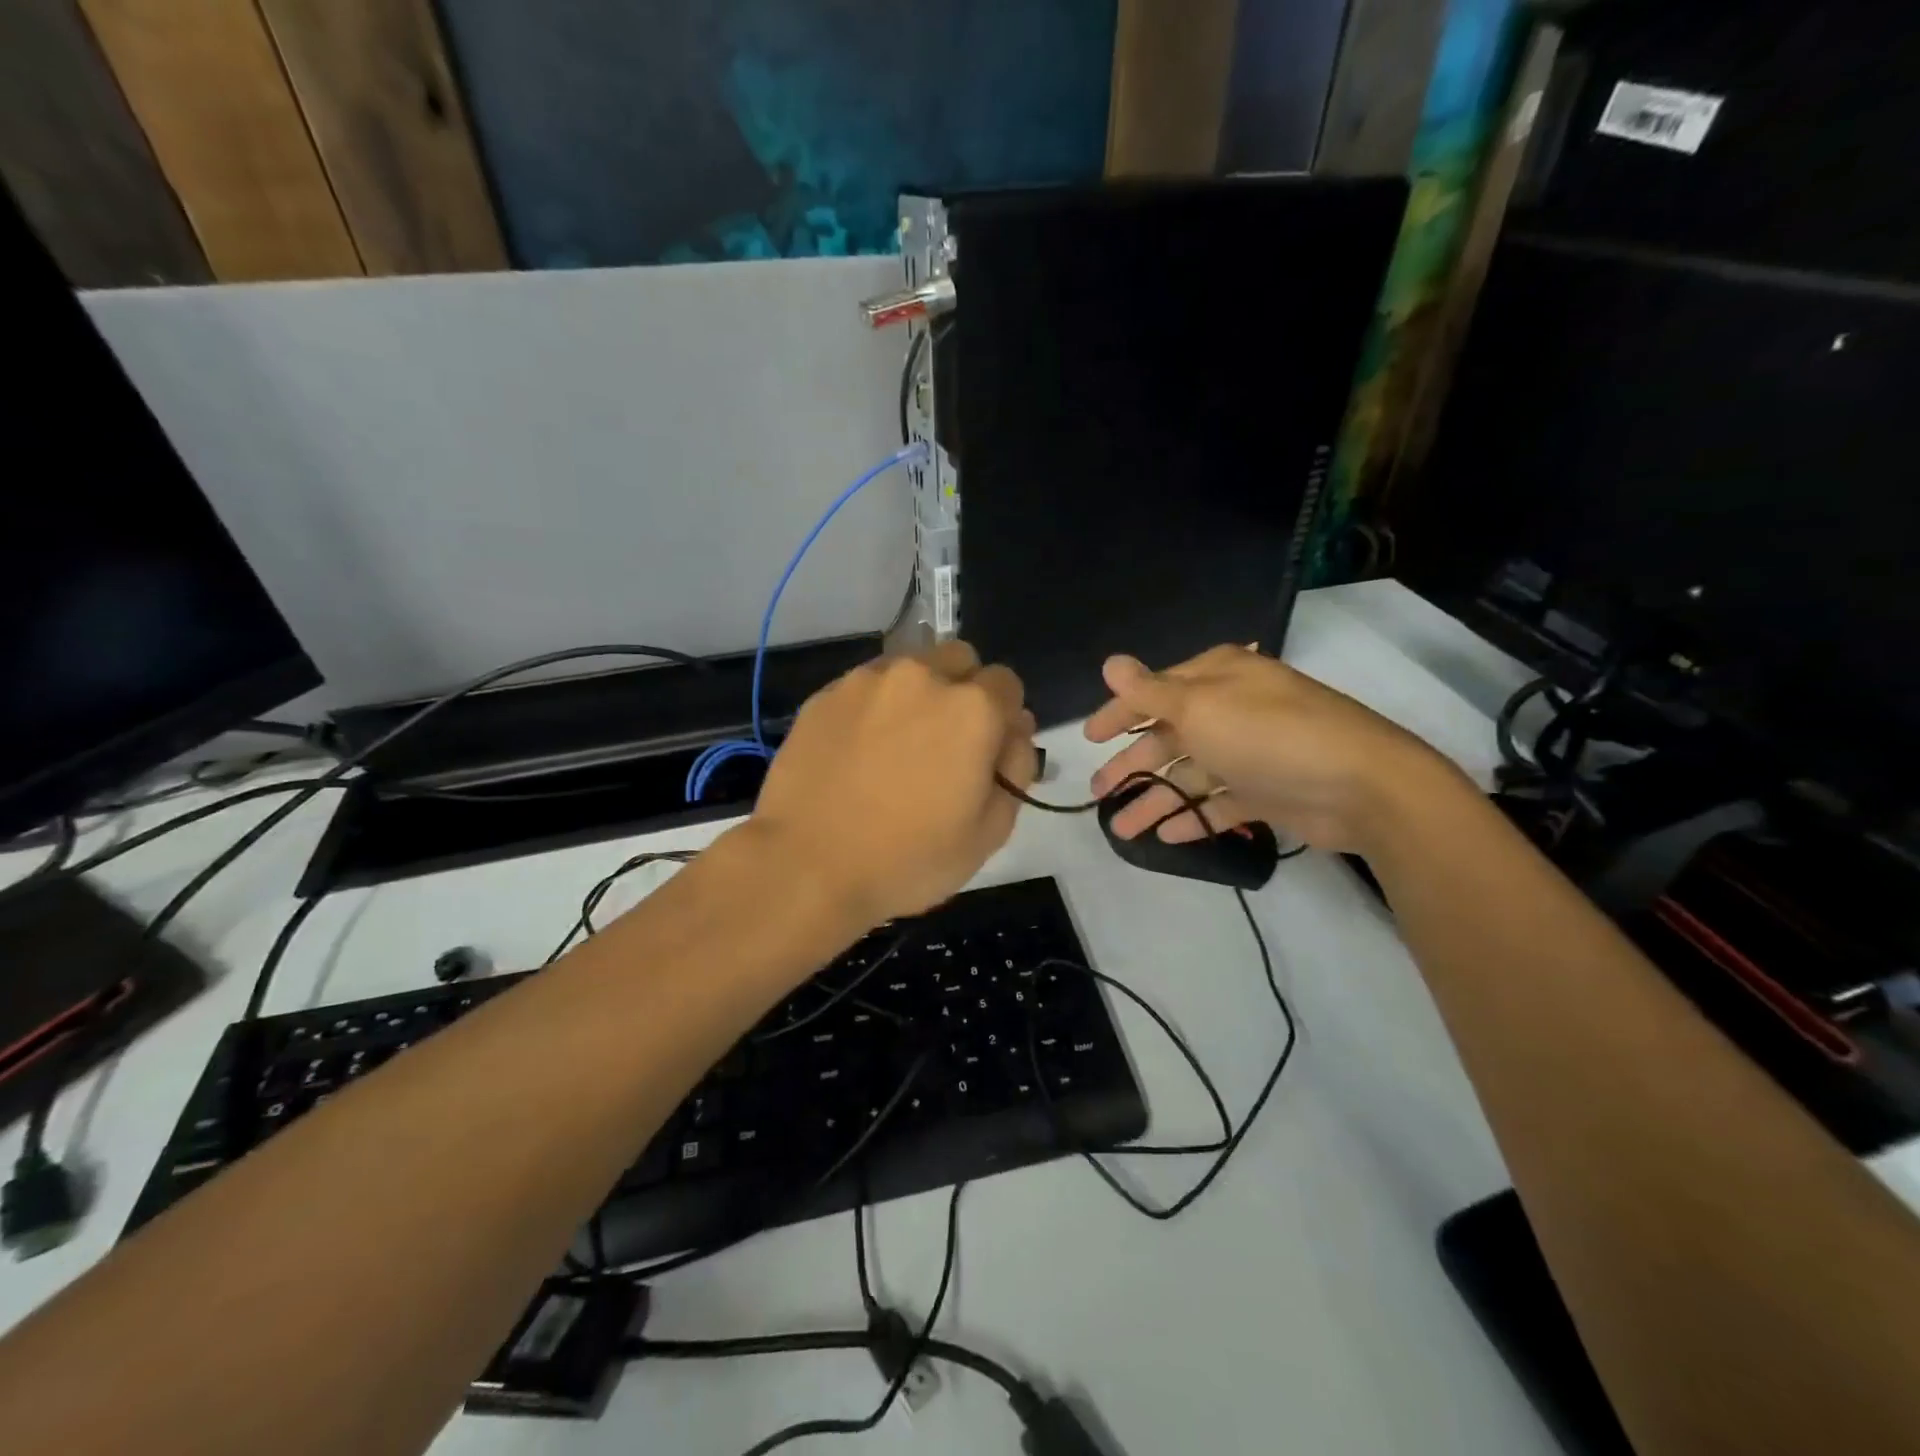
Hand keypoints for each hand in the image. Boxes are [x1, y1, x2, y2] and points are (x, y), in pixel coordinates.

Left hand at [751, 641, 1037, 925]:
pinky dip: (874, 706)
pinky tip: (859, 750)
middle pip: (960, 659)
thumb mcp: (990, 831)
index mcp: (973, 708)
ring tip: (898, 745)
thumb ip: (1016, 767)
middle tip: (946, 742)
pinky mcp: (825, 694)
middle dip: (964, 689)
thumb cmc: (909, 859)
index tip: (987, 751)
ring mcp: (867, 680)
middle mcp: (923, 677)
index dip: (1003, 718)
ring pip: (910, 666)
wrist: (807, 867)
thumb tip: (1014, 731)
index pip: (1008, 685)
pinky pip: (866, 686)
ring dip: (918, 693)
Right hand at [1085, 645, 1458, 854]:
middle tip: (1098, 792)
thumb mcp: (1200, 708)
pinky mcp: (1265, 791)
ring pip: (1189, 775)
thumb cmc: (1268, 735)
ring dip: (1154, 800)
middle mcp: (1230, 710)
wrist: (1360, 785)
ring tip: (1121, 828)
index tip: (1088, 738)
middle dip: (1132, 765)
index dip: (1119, 714)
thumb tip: (1110, 662)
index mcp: (1217, 679)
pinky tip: (1165, 836)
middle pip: (1168, 738)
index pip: (1154, 693)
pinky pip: (1218, 804)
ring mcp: (1249, 753)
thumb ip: (1150, 692)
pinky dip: (1192, 818)